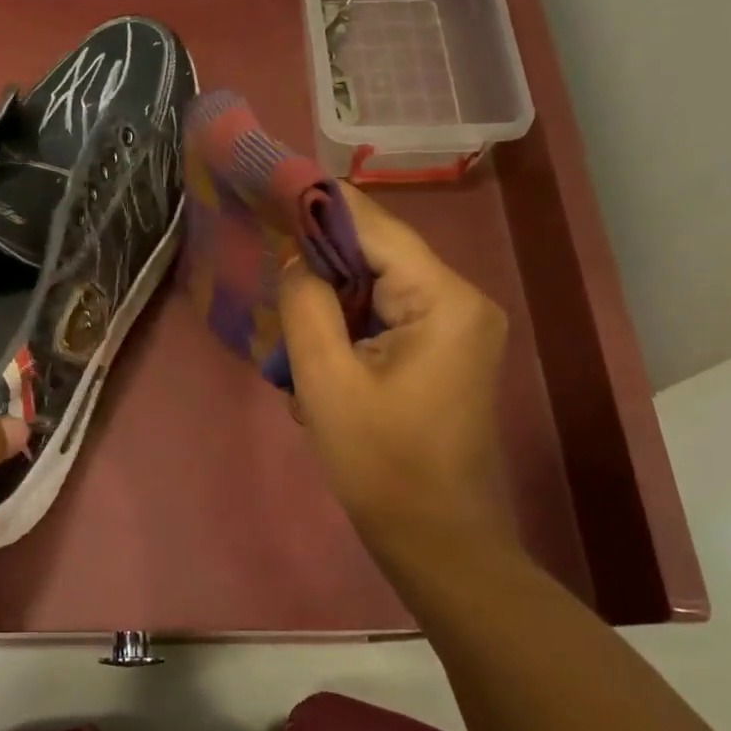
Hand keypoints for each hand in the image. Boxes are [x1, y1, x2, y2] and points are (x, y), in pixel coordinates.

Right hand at [279, 186, 511, 560]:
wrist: (436, 539)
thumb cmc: (380, 464)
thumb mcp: (326, 382)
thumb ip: (306, 306)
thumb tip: (296, 261)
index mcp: (444, 300)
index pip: (375, 228)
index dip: (319, 207)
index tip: (269, 191)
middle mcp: (462, 301)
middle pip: (378, 257)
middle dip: (321, 270)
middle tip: (269, 283)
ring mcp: (458, 329)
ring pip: (377, 291)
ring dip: (331, 310)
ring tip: (293, 343)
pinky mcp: (445, 354)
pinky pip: (387, 321)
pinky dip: (349, 333)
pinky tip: (321, 369)